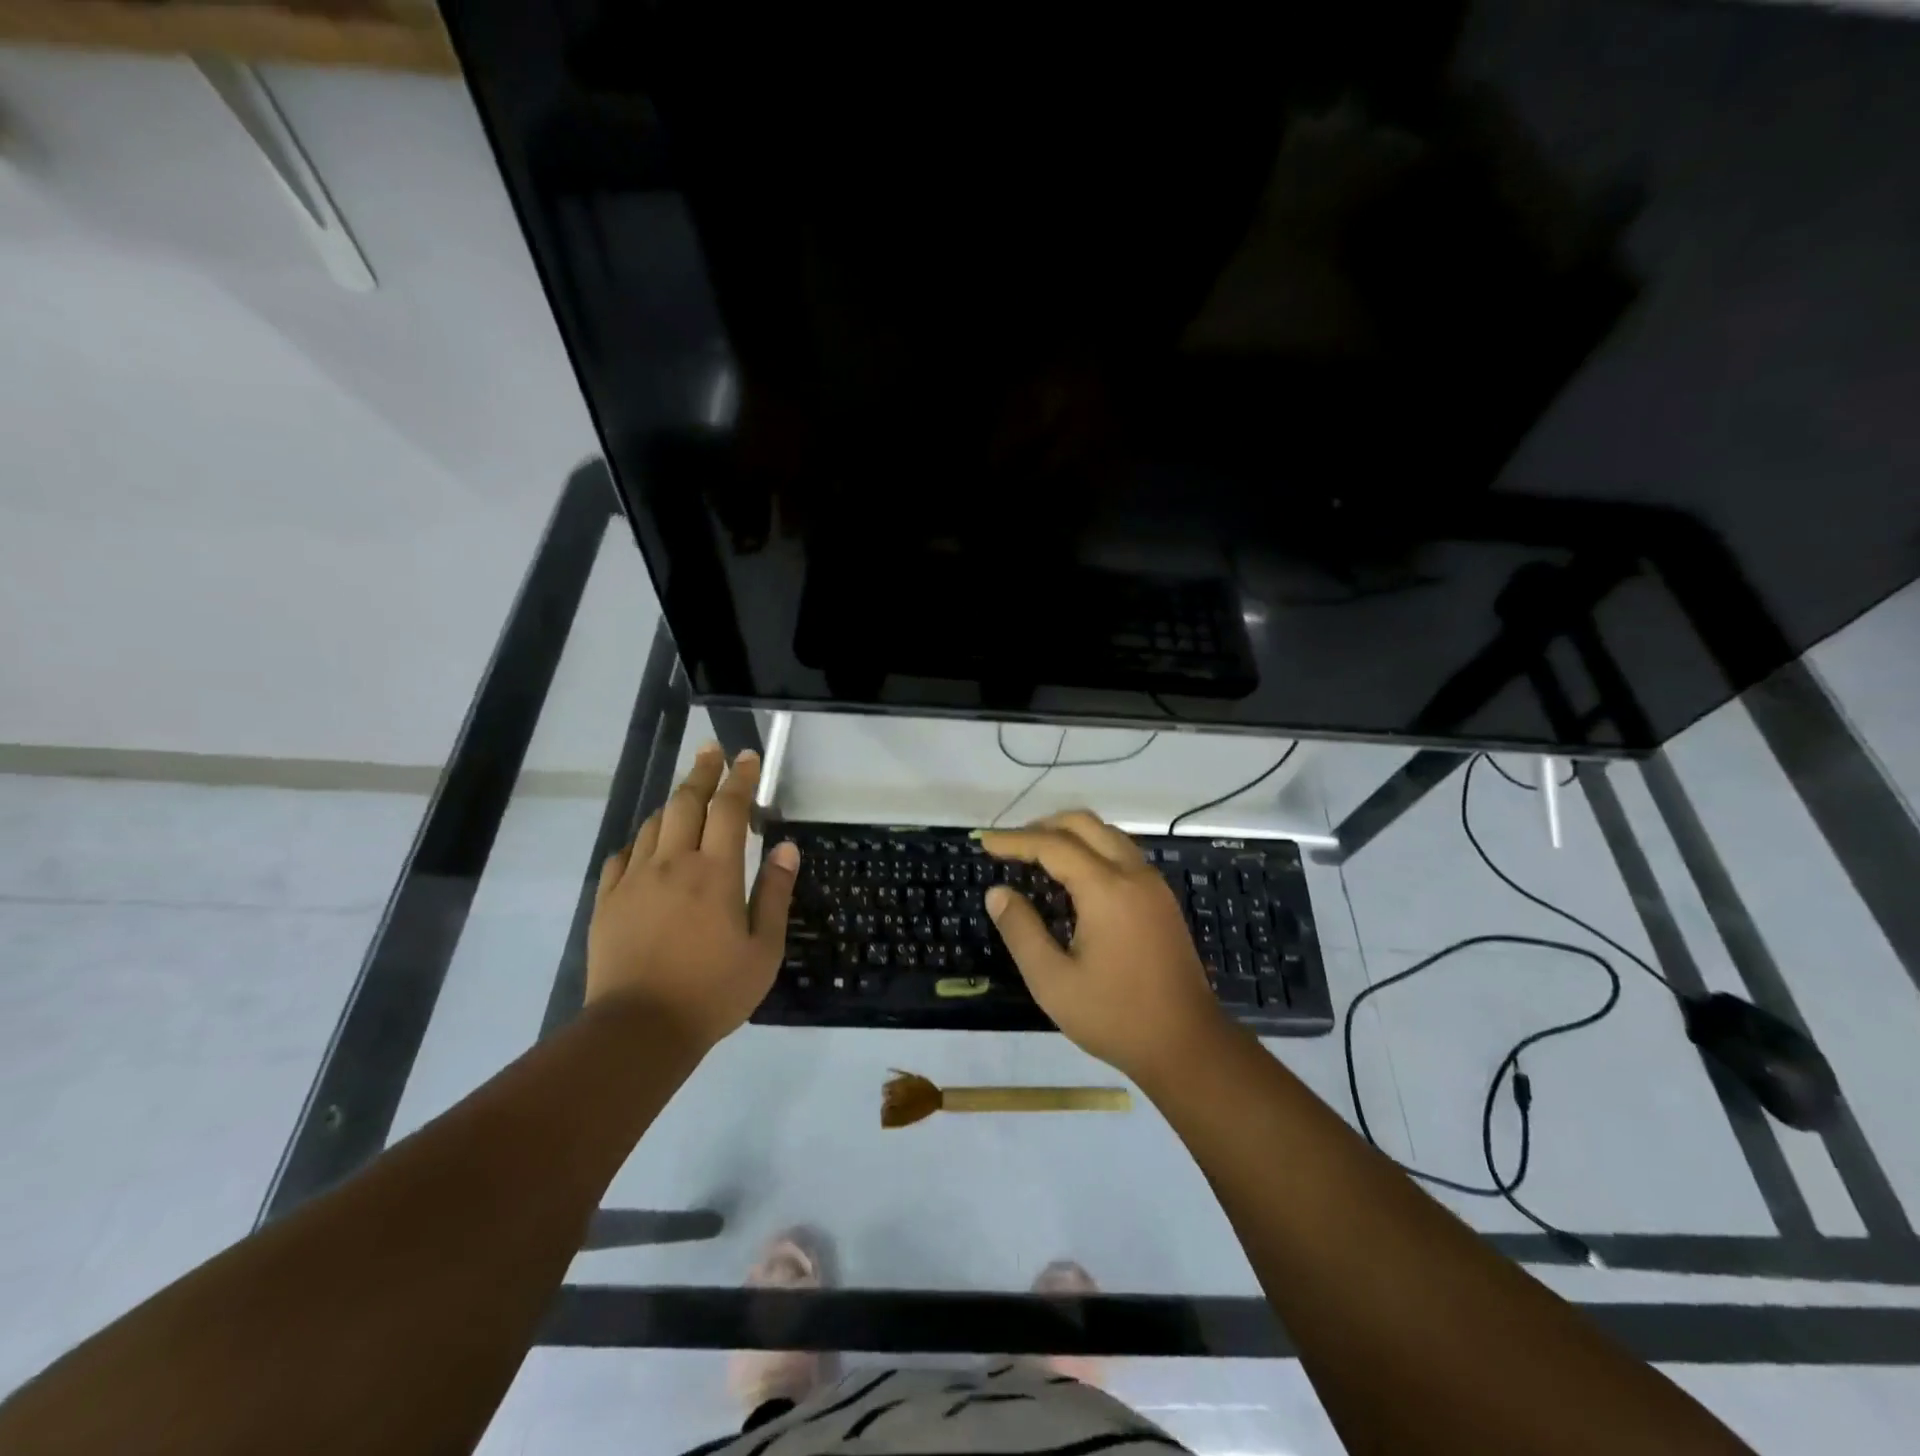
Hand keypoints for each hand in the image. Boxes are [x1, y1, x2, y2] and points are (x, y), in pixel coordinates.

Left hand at [586, 743, 799, 1049]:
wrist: (638, 1029)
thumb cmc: (712, 991)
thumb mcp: (763, 949)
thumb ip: (774, 894)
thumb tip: (786, 848)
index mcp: (715, 872)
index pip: (729, 809)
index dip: (740, 779)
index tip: (747, 757)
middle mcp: (672, 863)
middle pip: (686, 802)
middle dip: (702, 772)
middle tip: (711, 750)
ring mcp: (634, 880)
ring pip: (654, 825)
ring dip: (673, 802)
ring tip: (687, 794)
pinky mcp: (608, 902)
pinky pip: (623, 856)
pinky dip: (641, 841)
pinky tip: (647, 845)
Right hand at [979, 810, 1229, 1082]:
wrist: (1187, 1045)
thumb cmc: (1115, 1016)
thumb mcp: (1053, 982)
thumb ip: (1021, 931)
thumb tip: (997, 892)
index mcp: (1107, 890)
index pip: (1053, 845)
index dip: (1015, 840)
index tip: (985, 843)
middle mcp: (1133, 874)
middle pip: (1085, 824)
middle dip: (1043, 826)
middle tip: (1010, 845)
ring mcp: (1153, 885)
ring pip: (1108, 835)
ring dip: (1070, 834)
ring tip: (1037, 854)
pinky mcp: (1162, 900)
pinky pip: (1122, 854)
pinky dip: (1092, 849)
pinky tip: (1073, 877)